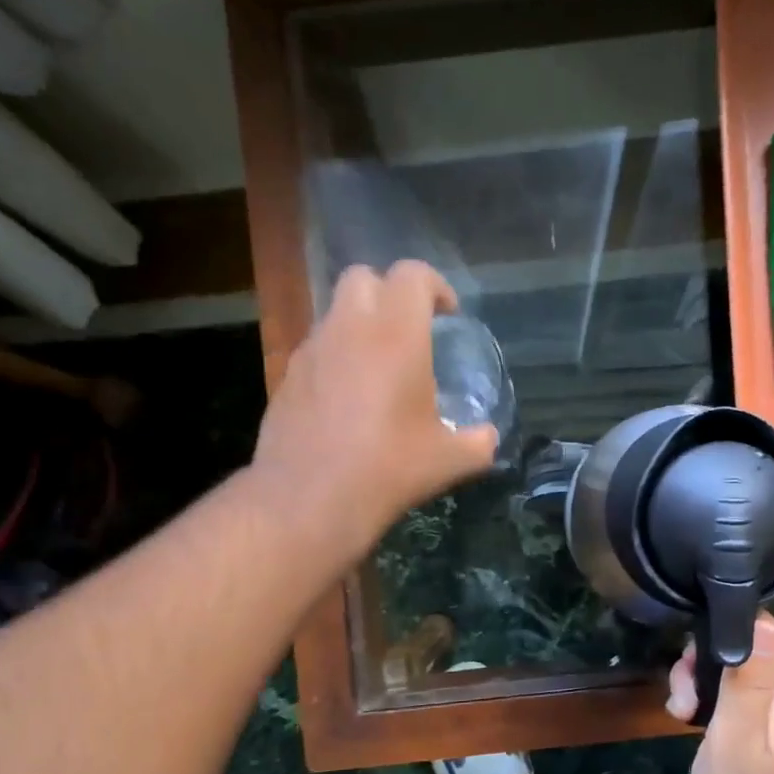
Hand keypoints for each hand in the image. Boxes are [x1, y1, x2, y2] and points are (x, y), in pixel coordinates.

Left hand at [252, 261, 498, 557]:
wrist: (310, 498)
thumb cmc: (388, 469)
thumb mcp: (449, 461)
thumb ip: (478, 442)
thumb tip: (487, 438)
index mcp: (396, 334)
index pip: (412, 275)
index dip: (435, 287)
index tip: (447, 316)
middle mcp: (349, 328)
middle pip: (363, 277)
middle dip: (388, 293)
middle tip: (408, 331)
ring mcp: (311, 351)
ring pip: (335, 314)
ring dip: (359, 326)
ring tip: (377, 370)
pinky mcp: (287, 377)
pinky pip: (316, 351)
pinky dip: (335, 359)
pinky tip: (346, 401)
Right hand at [666, 613, 773, 773]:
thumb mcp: (737, 735)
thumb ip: (748, 680)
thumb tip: (761, 622)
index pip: (763, 626)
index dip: (724, 631)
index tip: (694, 659)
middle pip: (744, 645)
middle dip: (705, 660)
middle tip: (682, 695)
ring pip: (733, 668)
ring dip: (700, 681)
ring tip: (681, 712)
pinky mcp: (762, 724)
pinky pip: (733, 692)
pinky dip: (708, 699)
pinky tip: (690, 719)